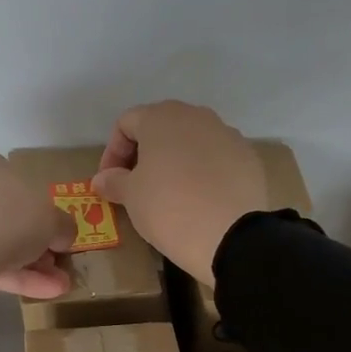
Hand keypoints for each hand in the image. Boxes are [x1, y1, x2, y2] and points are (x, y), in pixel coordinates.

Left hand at [0, 153, 74, 297]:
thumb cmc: (9, 216)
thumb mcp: (51, 218)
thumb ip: (63, 225)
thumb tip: (63, 235)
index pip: (22, 185)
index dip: (44, 210)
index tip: (59, 234)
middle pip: (12, 218)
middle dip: (39, 243)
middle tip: (59, 263)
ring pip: (2, 244)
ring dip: (34, 265)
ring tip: (61, 285)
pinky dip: (18, 278)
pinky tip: (45, 293)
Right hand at [92, 101, 268, 286]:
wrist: (230, 236)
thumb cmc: (168, 208)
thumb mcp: (131, 197)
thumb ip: (113, 181)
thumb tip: (102, 178)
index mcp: (162, 117)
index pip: (126, 123)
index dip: (112, 152)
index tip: (110, 182)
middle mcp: (196, 116)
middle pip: (161, 128)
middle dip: (144, 154)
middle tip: (136, 186)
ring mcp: (227, 134)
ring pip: (191, 142)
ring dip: (175, 162)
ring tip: (169, 194)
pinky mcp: (248, 158)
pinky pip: (217, 159)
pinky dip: (203, 173)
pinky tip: (200, 200)